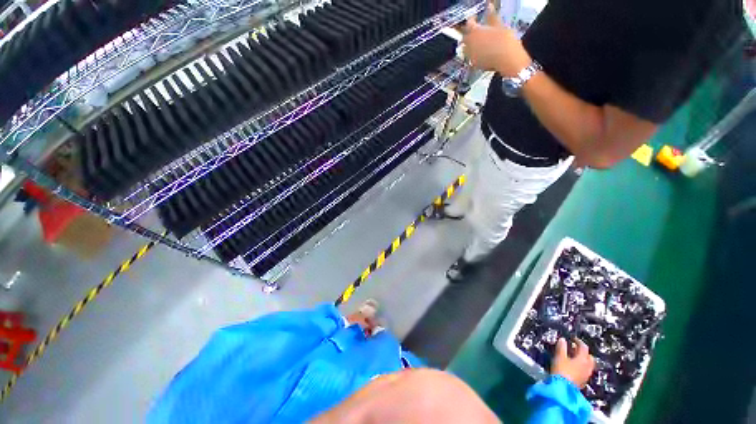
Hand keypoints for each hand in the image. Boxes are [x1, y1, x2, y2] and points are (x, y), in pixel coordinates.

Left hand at [461, 3, 530, 75]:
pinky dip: (473, 53)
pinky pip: (470, 57)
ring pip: (465, 49)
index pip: (469, 23)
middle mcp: (469, 44)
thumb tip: (489, 6)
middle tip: (474, 31)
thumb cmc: (504, 39)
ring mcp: (470, 55)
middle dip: (468, 33)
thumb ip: (491, 16)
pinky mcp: (473, 64)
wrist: (507, 58)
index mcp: (474, 31)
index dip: (472, 19)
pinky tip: (479, 52)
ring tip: (476, 42)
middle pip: (465, 37)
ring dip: (469, 44)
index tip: (474, 17)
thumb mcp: (499, 25)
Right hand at [551, 338, 595, 387]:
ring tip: (574, 358)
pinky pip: (585, 371)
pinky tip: (574, 368)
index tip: (573, 338)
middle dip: (583, 352)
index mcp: (582, 359)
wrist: (562, 388)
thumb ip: (561, 347)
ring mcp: (586, 375)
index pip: (584, 347)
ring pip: (588, 365)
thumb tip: (563, 339)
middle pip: (589, 357)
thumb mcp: (559, 356)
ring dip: (583, 360)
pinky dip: (582, 367)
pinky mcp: (583, 381)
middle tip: (575, 349)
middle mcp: (587, 366)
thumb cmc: (561, 369)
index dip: (578, 341)